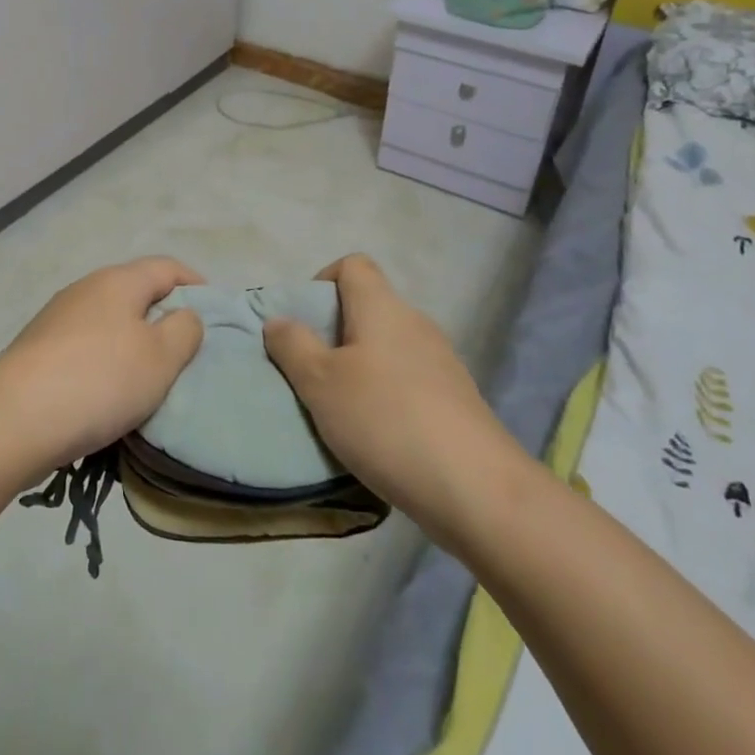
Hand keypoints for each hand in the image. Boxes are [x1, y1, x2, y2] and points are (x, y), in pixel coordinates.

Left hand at [0, 257, 204, 481]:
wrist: (12, 420)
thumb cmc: (99, 380)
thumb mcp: (161, 357)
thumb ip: (185, 329)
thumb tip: (184, 315)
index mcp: (118, 281)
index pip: (167, 266)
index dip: (196, 284)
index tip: (215, 314)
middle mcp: (85, 289)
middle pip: (136, 293)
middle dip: (164, 317)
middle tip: (186, 353)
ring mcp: (57, 319)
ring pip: (110, 322)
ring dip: (133, 344)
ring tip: (151, 380)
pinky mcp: (38, 351)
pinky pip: (86, 348)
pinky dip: (106, 363)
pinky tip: (109, 395)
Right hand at [264, 254, 508, 527]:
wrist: (476, 489)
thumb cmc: (385, 420)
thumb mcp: (320, 383)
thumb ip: (293, 346)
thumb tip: (278, 320)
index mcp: (382, 308)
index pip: (353, 265)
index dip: (323, 282)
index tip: (304, 323)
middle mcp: (415, 323)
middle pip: (369, 308)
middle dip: (335, 333)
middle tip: (312, 373)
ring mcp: (441, 362)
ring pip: (388, 348)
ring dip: (360, 368)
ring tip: (340, 410)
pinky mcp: (456, 399)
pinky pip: (409, 380)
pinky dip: (387, 395)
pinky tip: (378, 435)